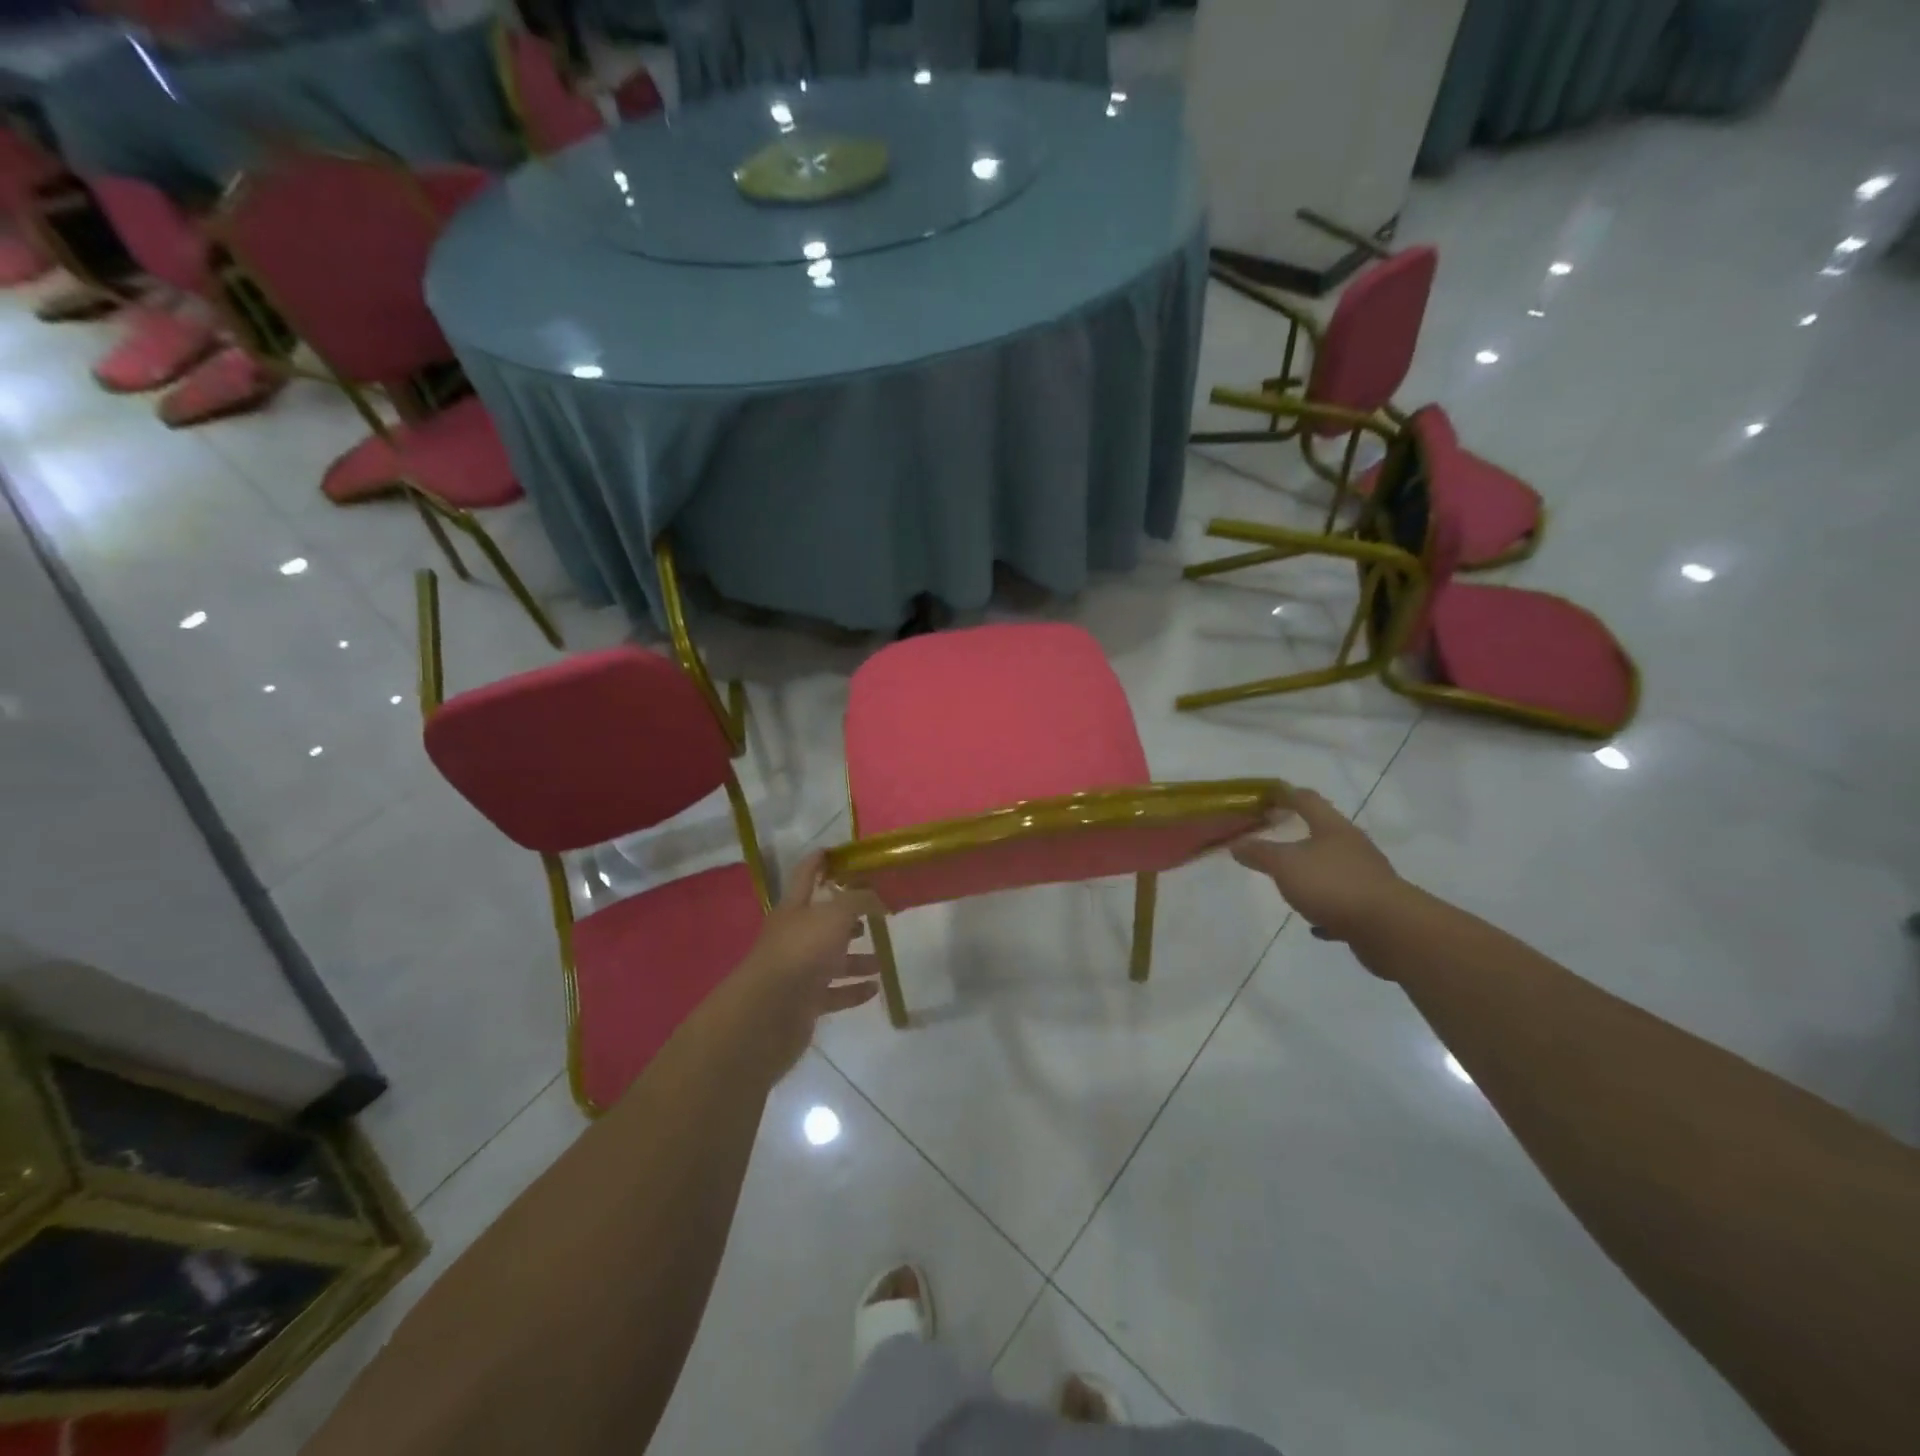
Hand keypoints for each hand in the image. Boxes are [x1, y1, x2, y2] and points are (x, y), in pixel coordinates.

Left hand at [723, 851, 883, 1077]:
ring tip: (881, 960)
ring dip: (856, 958)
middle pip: (822, 921)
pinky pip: (833, 992)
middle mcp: (794, 936)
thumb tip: (876, 895)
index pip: (805, 875)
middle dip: (847, 916)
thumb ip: (858, 900)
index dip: (818, 861)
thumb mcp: (835, 915)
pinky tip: (874, 988)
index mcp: (794, 909)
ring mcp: (798, 970)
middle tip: (874, 912)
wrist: (769, 1012)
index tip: (833, 851)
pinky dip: (853, 990)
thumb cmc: (802, 951)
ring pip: (831, 959)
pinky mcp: (804, 1002)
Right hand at [1231, 789, 1402, 943]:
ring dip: (1312, 873)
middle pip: (1323, 833)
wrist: (1390, 929)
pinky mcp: (1372, 906)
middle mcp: (1353, 847)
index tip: (1267, 794)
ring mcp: (1366, 877)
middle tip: (1274, 837)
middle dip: (1299, 835)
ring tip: (1290, 882)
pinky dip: (1326, 907)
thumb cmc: (1333, 885)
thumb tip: (1236, 844)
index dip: (1285, 794)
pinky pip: (1342, 902)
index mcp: (1333, 829)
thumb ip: (1260, 853)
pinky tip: (1314, 922)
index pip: (1307, 800)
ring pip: (1333, 868)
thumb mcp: (1286, 865)